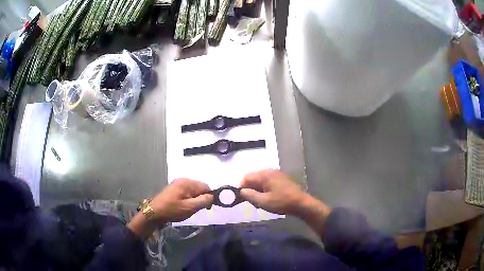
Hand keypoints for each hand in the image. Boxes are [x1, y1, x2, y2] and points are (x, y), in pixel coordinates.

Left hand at [128, 178, 212, 236]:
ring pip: (193, 191)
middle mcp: (183, 180)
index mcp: (187, 183)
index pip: (205, 186)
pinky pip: (187, 192)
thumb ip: (203, 201)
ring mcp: (177, 184)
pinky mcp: (174, 189)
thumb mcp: (190, 207)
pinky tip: (184, 206)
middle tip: (197, 209)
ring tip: (190, 209)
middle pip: (199, 187)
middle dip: (201, 198)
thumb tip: (212, 196)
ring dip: (195, 199)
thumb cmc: (172, 210)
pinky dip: (189, 199)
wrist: (154, 212)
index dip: (210, 197)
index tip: (208, 208)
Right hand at [240, 169, 330, 233]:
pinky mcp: (282, 179)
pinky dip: (264, 190)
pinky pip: (268, 182)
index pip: (246, 177)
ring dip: (257, 191)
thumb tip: (241, 191)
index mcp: (265, 175)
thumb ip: (250, 195)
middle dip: (249, 190)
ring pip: (260, 181)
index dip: (241, 187)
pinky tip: (268, 199)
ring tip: (260, 203)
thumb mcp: (263, 202)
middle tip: (251, 203)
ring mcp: (277, 175)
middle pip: (253, 178)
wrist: (301, 203)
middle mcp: (270, 171)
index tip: (240, 198)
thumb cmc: (281, 202)